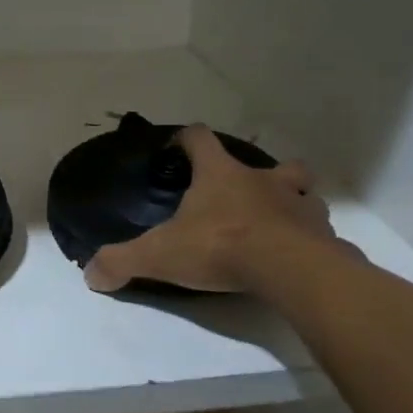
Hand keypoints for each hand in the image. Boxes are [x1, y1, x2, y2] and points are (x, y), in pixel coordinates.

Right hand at [84, 125, 353, 293]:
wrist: (288, 268)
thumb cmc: (221, 246)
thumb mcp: (160, 255)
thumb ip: (122, 261)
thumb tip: (90, 274)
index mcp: (221, 175)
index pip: (200, 138)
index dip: (187, 139)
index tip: (178, 149)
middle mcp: (263, 180)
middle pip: (270, 162)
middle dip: (258, 175)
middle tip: (242, 199)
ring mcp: (299, 204)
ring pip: (302, 192)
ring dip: (291, 203)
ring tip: (276, 227)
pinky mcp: (322, 234)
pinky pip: (318, 230)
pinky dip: (309, 239)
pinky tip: (297, 257)